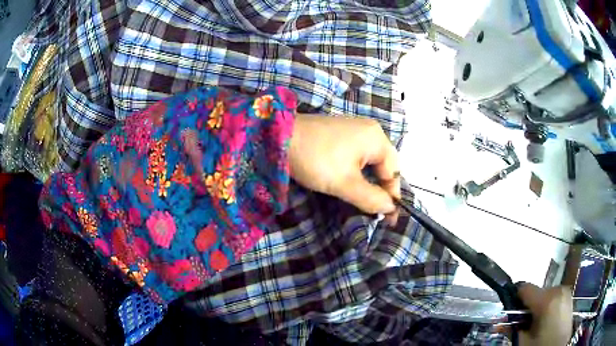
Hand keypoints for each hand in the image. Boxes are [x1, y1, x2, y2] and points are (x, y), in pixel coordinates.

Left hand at [289, 114, 399, 215]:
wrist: (278, 137)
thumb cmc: (316, 159)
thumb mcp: (345, 183)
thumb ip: (371, 198)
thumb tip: (390, 208)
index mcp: (377, 138)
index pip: (394, 172)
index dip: (392, 197)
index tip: (389, 220)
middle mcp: (370, 131)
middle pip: (384, 166)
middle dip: (381, 190)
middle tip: (376, 212)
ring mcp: (354, 131)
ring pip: (370, 163)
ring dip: (369, 184)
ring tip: (365, 203)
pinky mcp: (340, 135)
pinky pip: (357, 157)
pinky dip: (357, 174)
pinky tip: (352, 186)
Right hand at [517, 284, 572, 345]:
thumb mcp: (523, 342)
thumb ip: (513, 329)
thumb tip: (502, 321)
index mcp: (547, 300)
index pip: (525, 288)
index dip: (515, 298)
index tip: (511, 311)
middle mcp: (558, 289)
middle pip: (537, 292)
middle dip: (529, 306)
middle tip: (526, 323)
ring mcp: (566, 292)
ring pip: (546, 294)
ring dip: (539, 305)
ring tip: (538, 323)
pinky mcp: (570, 296)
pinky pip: (555, 297)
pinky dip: (548, 305)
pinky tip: (548, 320)